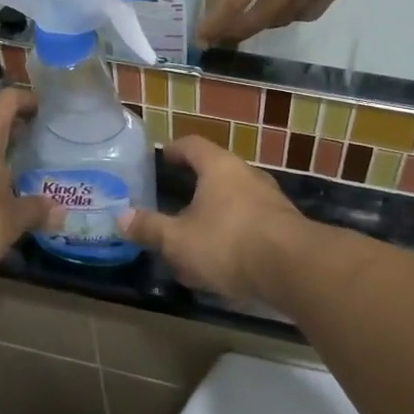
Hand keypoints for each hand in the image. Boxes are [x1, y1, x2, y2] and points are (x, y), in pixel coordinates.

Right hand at [119, 137, 306, 301]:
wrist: (292, 267)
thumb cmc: (228, 242)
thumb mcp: (179, 240)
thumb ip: (150, 228)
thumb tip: (120, 216)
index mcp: (219, 167)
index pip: (193, 145)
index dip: (175, 149)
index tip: (162, 156)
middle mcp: (246, 174)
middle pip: (216, 171)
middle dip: (195, 186)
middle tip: (174, 200)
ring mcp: (269, 198)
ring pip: (234, 199)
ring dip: (214, 213)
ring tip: (196, 234)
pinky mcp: (283, 224)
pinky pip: (250, 222)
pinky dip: (233, 233)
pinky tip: (222, 259)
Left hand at [199, 0, 372, 45]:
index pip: (236, 1)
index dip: (217, 22)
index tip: (203, 37)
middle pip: (259, 20)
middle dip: (237, 33)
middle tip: (222, 38)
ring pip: (283, 20)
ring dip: (263, 23)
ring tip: (250, 19)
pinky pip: (307, 15)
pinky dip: (291, 15)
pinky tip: (283, 7)